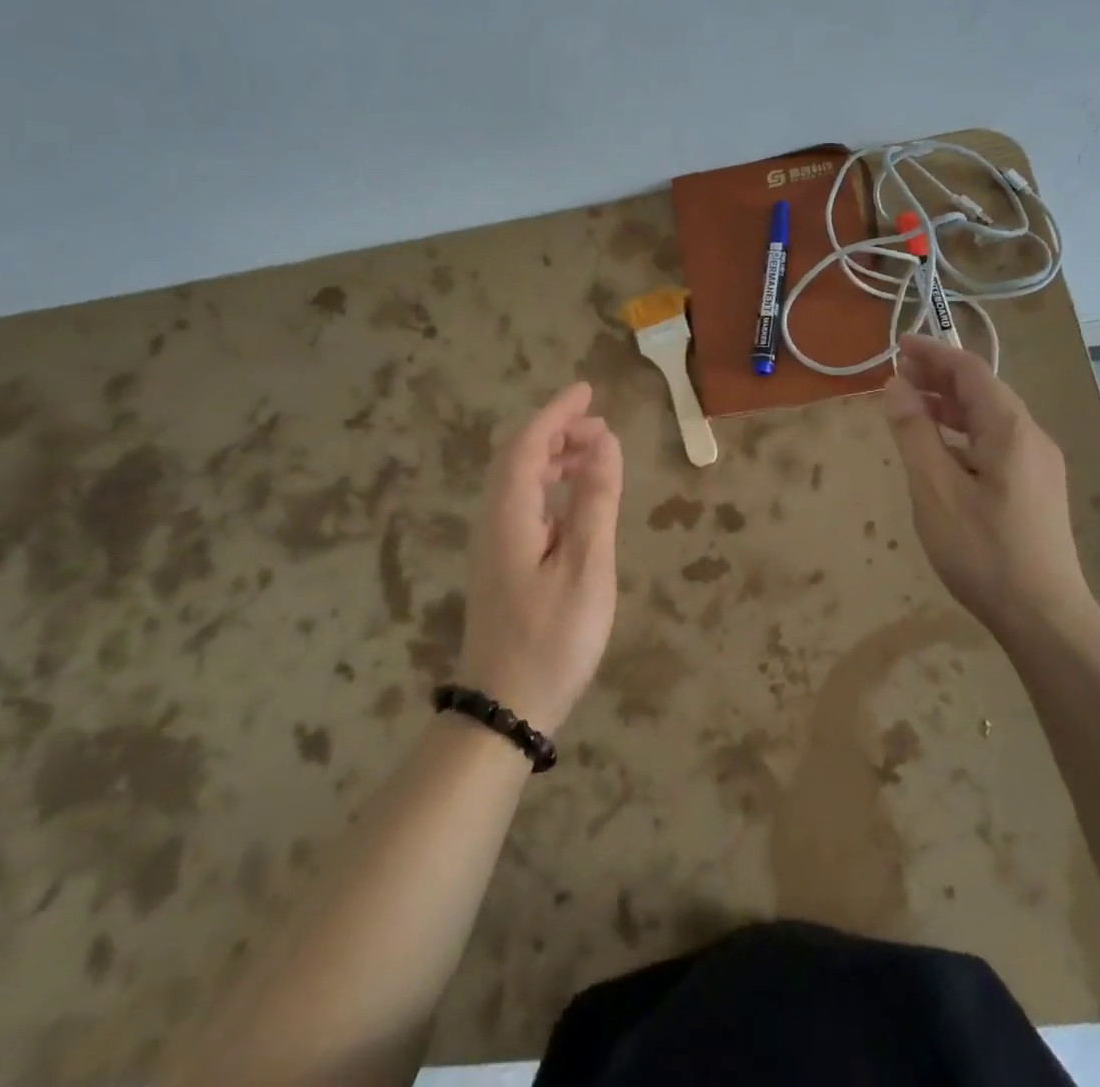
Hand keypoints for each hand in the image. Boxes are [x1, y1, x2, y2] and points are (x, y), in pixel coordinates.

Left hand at [456, 381, 623, 734]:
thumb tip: (605, 445)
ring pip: (520, 481)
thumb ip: (596, 502)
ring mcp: (495, 544)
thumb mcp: (587, 568)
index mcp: (510, 514)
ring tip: (596, 454)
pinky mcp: (502, 564)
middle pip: (518, 457)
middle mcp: (494, 520)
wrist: (506, 708)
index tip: (587, 390)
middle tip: (601, 427)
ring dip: (554, 458)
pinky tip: (577, 500)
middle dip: (557, 432)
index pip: (526, 444)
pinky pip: (525, 505)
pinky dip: (551, 487)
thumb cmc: (552, 638)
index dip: (555, 413)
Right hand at [883, 335, 1091, 636]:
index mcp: (1010, 430)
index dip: (933, 353)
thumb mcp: (935, 489)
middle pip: (983, 390)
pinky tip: (940, 448)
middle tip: (897, 372)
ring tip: (911, 404)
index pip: (970, 372)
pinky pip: (996, 442)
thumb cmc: (982, 550)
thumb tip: (896, 386)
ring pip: (990, 418)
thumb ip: (914, 433)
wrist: (1044, 616)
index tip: (897, 344)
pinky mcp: (1035, 487)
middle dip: (940, 376)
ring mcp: (1038, 464)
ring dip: (950, 404)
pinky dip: (963, 432)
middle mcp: (1031, 437)